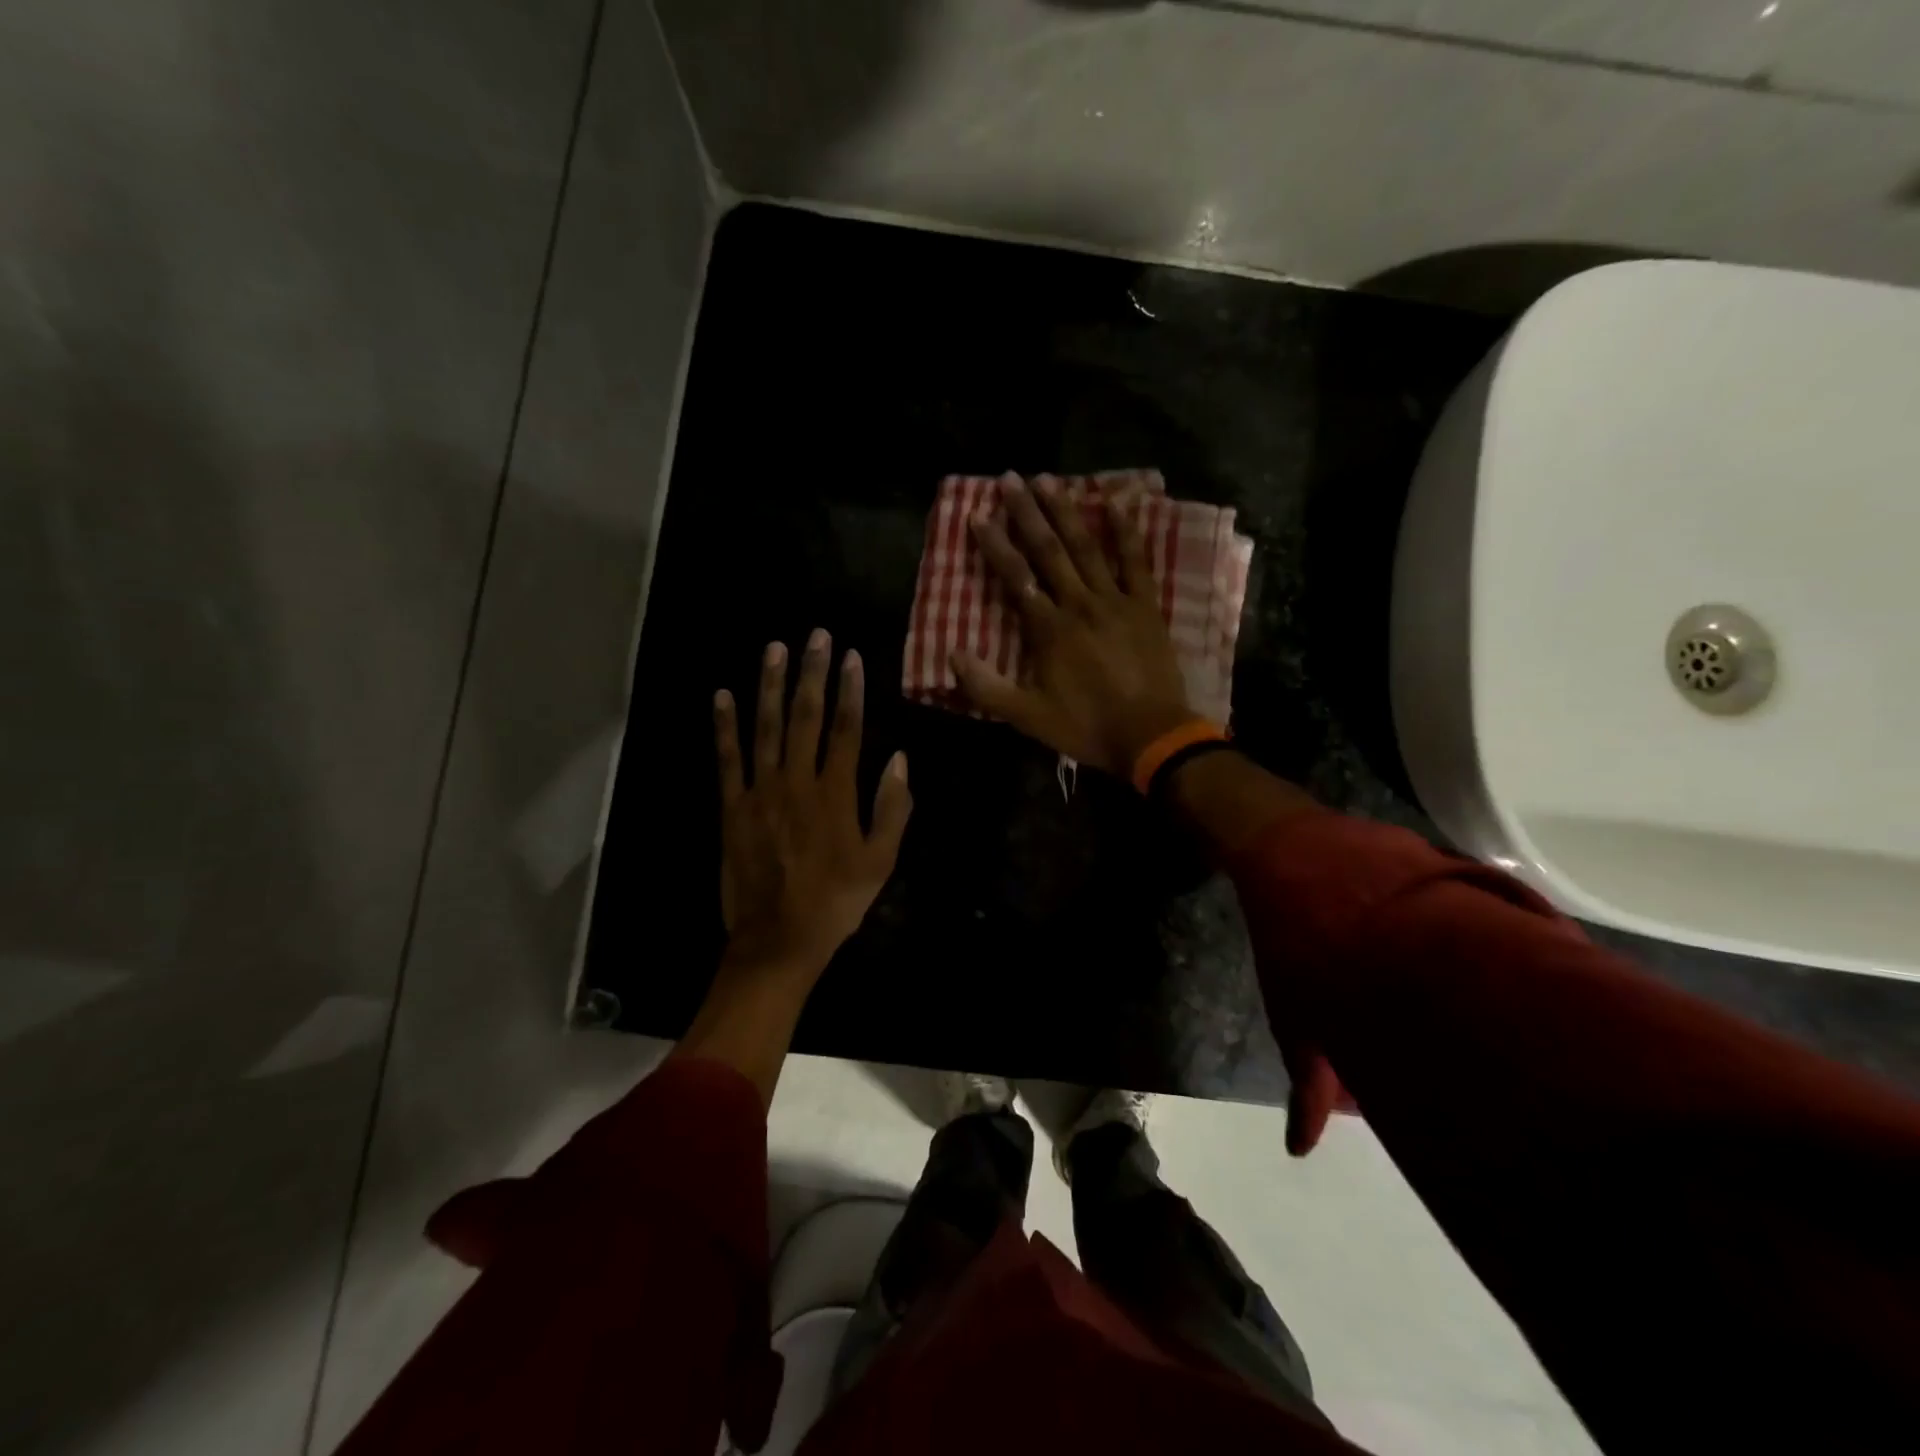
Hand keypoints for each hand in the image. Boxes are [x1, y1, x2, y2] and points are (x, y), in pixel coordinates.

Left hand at [714, 629, 911, 980]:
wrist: (778, 940)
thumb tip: (899, 759)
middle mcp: (796, 782)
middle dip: (811, 673)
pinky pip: (727, 759)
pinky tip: (723, 696)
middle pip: (805, 717)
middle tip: (816, 635)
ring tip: (774, 648)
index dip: (849, 690)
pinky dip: (724, 726)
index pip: (845, 729)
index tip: (851, 657)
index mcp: (835, 794)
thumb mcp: (881, 861)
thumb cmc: (836, 902)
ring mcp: (759, 792)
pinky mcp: (731, 807)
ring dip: (770, 685)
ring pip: (765, 728)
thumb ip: (892, 809)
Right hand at [951, 473, 1196, 775]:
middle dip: (1026, 513)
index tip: (977, 515)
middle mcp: (1079, 604)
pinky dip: (1125, 532)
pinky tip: (1115, 503)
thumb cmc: (1087, 726)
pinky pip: (1135, 561)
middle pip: (1048, 551)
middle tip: (1009, 478)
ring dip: (1065, 512)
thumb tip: (952, 655)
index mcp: (1049, 630)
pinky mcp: (1145, 606)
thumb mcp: (1028, 717)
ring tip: (1048, 479)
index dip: (995, 546)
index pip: (1016, 579)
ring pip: (1086, 548)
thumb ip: (987, 688)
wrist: (1151, 736)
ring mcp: (1115, 601)